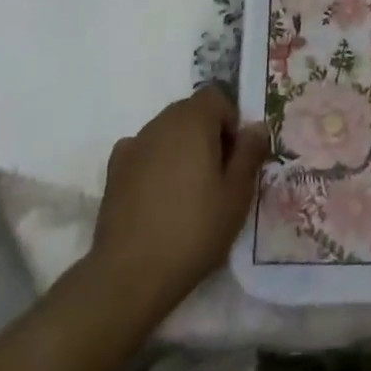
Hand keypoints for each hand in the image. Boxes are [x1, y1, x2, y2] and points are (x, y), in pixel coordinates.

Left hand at [88, 89, 268, 325]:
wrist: (130, 273)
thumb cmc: (194, 230)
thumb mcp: (237, 195)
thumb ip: (249, 153)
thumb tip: (257, 127)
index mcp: (193, 121)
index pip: (216, 97)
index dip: (230, 121)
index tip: (234, 157)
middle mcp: (161, 123)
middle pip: (190, 112)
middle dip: (207, 133)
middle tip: (217, 176)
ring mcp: (134, 145)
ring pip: (166, 132)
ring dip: (181, 148)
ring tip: (188, 192)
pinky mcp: (114, 171)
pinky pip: (143, 153)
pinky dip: (154, 163)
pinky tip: (158, 196)